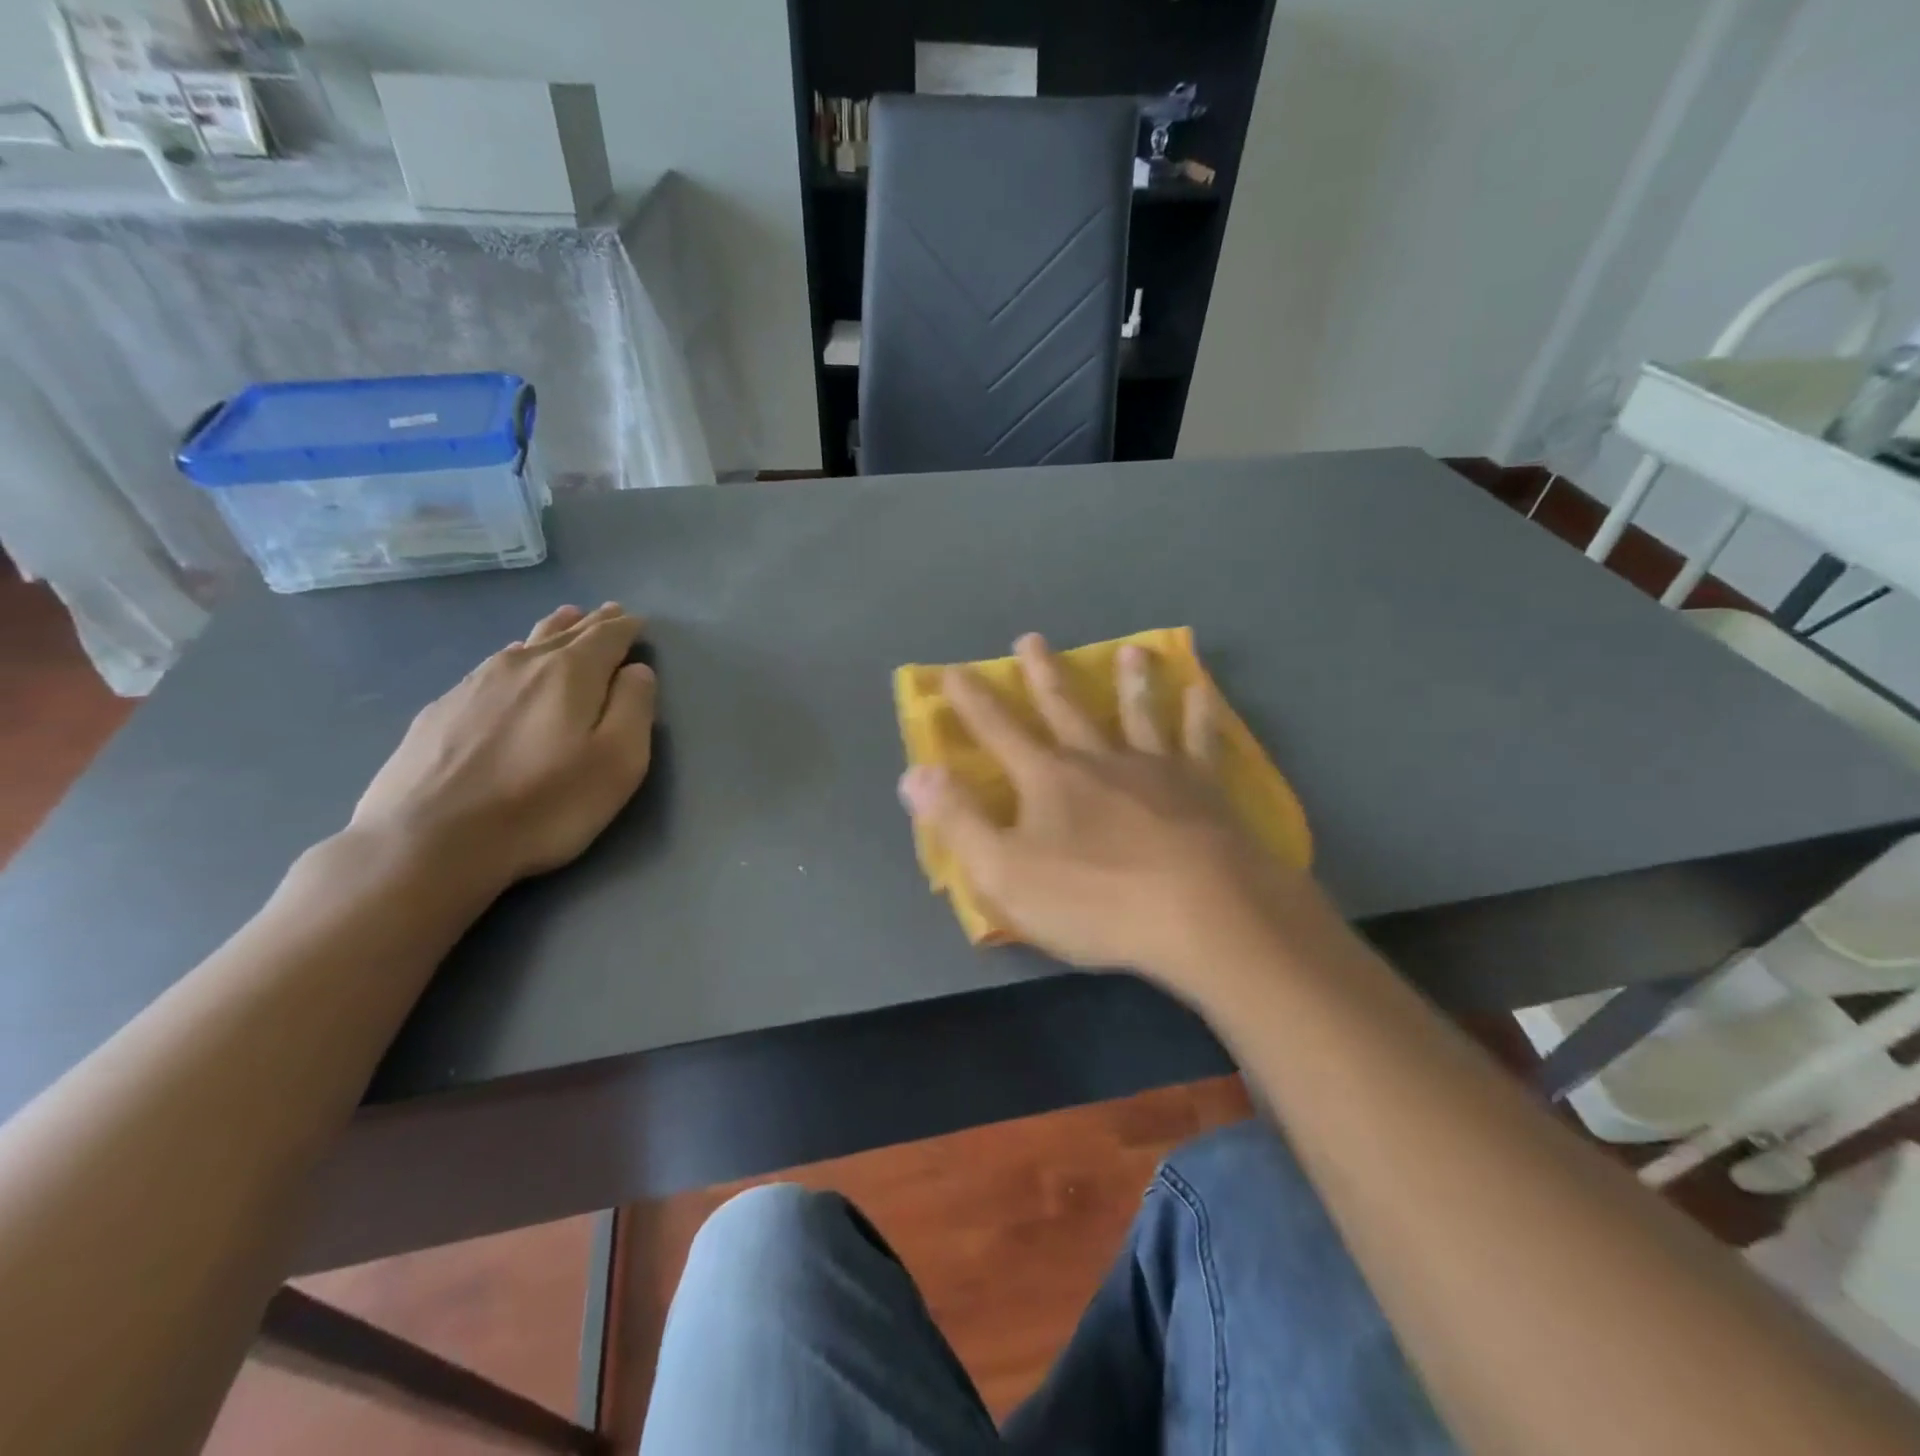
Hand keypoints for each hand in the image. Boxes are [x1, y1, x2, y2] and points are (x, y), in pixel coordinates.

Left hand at [351, 603, 656, 892]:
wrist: (428, 841)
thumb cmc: (544, 804)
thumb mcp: (617, 762)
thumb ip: (633, 708)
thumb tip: (637, 671)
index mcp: (570, 674)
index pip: (606, 637)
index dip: (625, 628)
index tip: (637, 621)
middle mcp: (522, 665)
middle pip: (564, 633)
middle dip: (591, 623)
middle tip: (608, 611)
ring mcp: (474, 684)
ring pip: (524, 645)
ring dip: (552, 631)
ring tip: (565, 619)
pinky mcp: (441, 710)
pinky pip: (491, 667)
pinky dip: (514, 656)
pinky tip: (510, 662)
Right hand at [897, 633, 1319, 992]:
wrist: (1202, 913)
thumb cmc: (1095, 900)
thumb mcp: (1006, 873)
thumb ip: (959, 821)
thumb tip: (916, 773)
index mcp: (1047, 778)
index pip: (998, 730)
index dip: (971, 701)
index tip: (953, 670)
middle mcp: (1098, 759)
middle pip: (1064, 707)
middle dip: (1043, 674)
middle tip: (1031, 639)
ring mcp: (1155, 768)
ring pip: (1137, 712)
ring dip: (1129, 681)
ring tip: (1129, 651)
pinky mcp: (1203, 787)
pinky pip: (1199, 739)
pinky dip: (1199, 713)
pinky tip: (1201, 692)